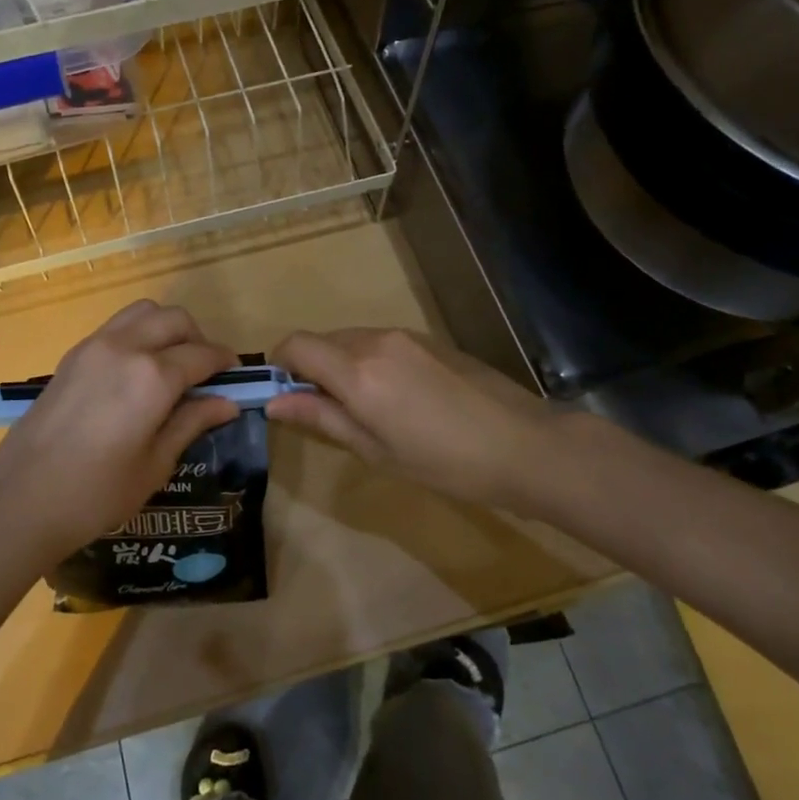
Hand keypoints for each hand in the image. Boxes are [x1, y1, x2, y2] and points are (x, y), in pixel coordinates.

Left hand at [0, 302, 239, 562]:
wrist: (20, 501)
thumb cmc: (96, 494)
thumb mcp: (155, 464)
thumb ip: (192, 423)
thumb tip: (228, 403)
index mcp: (153, 376)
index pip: (202, 355)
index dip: (224, 364)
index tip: (235, 378)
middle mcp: (126, 348)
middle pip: (174, 320)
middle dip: (197, 339)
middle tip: (204, 373)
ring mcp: (94, 346)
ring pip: (143, 312)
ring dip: (165, 329)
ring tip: (170, 365)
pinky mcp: (72, 356)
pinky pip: (116, 327)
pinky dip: (137, 335)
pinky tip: (136, 373)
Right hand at [266, 328, 557, 511]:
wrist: (524, 445)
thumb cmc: (445, 463)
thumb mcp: (376, 450)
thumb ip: (322, 417)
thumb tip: (274, 402)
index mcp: (358, 371)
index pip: (296, 345)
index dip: (280, 365)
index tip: (285, 395)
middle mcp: (376, 341)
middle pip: (322, 340)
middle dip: (311, 369)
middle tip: (326, 412)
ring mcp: (406, 336)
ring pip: (352, 340)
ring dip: (341, 365)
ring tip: (366, 410)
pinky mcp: (430, 339)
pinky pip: (381, 342)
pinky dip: (369, 361)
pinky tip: (399, 398)